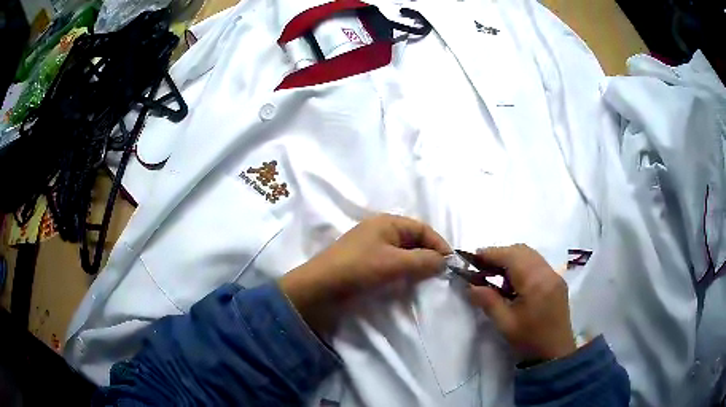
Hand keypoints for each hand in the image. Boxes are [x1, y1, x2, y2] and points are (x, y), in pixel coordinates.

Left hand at [279, 214, 450, 333]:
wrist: (318, 289)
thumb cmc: (357, 269)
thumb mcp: (394, 263)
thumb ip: (423, 261)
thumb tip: (444, 261)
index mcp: (387, 223)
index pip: (422, 228)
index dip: (438, 244)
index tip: (450, 264)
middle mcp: (380, 231)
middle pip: (414, 240)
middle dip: (429, 255)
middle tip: (441, 275)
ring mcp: (372, 248)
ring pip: (404, 254)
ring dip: (417, 266)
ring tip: (428, 281)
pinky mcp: (366, 265)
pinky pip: (392, 265)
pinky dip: (404, 273)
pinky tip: (408, 285)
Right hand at [468, 244, 575, 362]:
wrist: (555, 353)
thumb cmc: (529, 340)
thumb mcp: (505, 323)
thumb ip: (488, 301)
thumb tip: (470, 286)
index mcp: (535, 282)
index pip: (511, 256)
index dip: (490, 254)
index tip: (471, 258)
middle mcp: (547, 272)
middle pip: (521, 250)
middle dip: (500, 254)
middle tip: (481, 267)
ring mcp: (555, 275)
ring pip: (530, 255)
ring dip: (511, 259)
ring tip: (495, 274)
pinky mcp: (557, 281)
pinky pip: (537, 263)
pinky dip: (522, 265)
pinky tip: (513, 282)